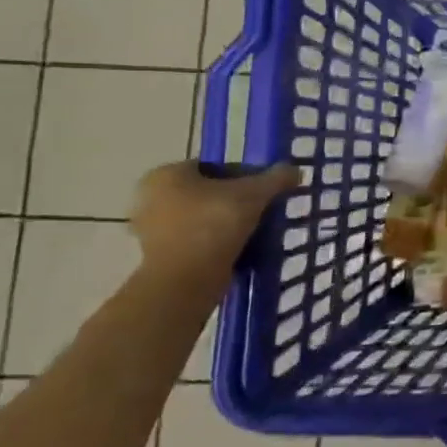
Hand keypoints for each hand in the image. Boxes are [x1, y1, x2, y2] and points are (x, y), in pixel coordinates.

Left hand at [129, 161, 302, 283]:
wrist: (187, 280)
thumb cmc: (214, 224)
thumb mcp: (254, 194)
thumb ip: (276, 178)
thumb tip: (296, 170)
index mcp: (166, 174)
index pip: (214, 166)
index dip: (245, 174)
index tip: (266, 188)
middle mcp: (150, 197)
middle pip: (207, 192)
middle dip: (235, 199)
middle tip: (262, 208)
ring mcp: (151, 229)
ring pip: (201, 217)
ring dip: (227, 222)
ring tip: (256, 229)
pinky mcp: (159, 255)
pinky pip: (196, 239)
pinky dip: (216, 241)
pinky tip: (240, 247)